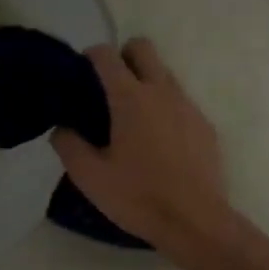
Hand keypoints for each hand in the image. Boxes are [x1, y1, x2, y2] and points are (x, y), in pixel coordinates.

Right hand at [50, 38, 233, 257]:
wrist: (195, 222)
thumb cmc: (138, 198)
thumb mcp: (90, 177)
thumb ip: (69, 145)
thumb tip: (62, 127)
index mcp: (131, 98)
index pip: (106, 55)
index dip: (90, 57)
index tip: (81, 76)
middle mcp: (162, 92)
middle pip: (142, 48)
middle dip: (123, 56)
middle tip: (109, 89)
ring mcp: (189, 107)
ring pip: (165, 74)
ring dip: (146, 83)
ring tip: (133, 120)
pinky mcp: (206, 126)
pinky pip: (182, 103)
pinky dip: (166, 110)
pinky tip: (159, 143)